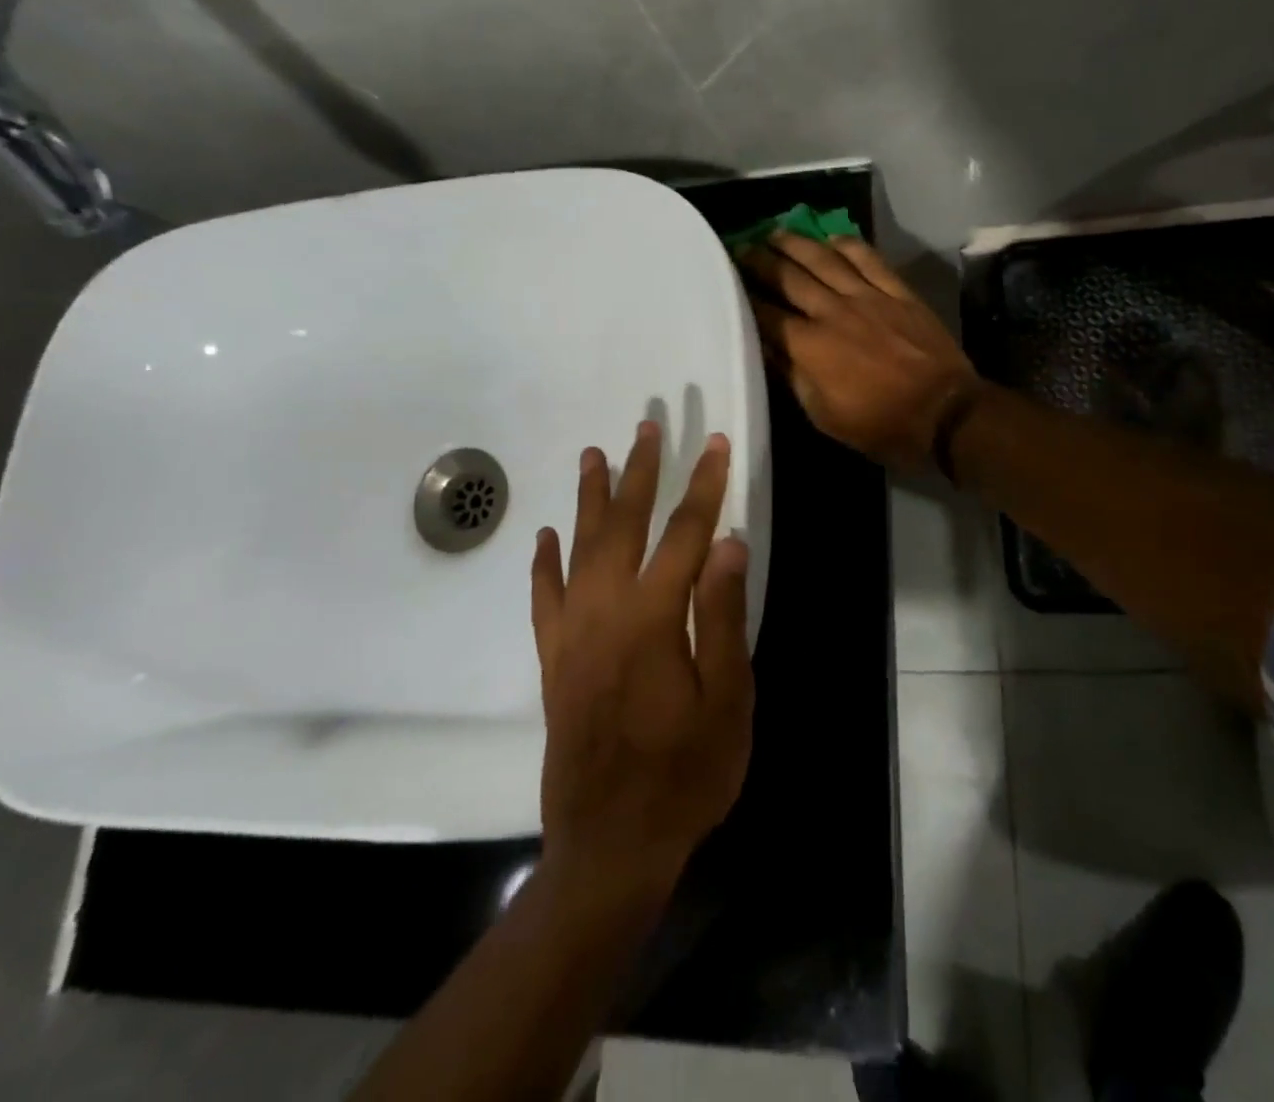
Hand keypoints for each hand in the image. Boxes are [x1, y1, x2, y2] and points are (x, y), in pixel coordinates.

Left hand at [531, 422, 752, 890]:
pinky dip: (544, 563)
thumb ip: (723, 615)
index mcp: (654, 618)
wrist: (611, 847)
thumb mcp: (728, 698)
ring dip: (589, 499)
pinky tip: (544, 536)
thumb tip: (729, 541)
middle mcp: (605, 613)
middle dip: (640, 472)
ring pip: (578, 549)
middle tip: (648, 426)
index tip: (715, 444)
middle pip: (624, 525)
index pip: (686, 534)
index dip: (704, 485)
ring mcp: (572, 636)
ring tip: (594, 455)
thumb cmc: (687, 773)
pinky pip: (543, 599)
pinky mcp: (553, 662)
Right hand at [739, 233, 982, 471]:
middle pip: (789, 277)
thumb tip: (768, 350)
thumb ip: (794, 378)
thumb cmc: (881, 426)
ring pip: (824, 260)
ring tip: (775, 233)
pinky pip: (868, 259)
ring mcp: (867, 297)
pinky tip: (831, 239)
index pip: (766, 314)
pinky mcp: (897, 292)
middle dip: (761, 261)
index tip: (726, 283)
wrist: (945, 413)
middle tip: (742, 248)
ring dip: (796, 244)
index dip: (743, 297)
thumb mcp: (825, 416)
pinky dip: (847, 245)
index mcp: (809, 347)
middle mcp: (832, 312)